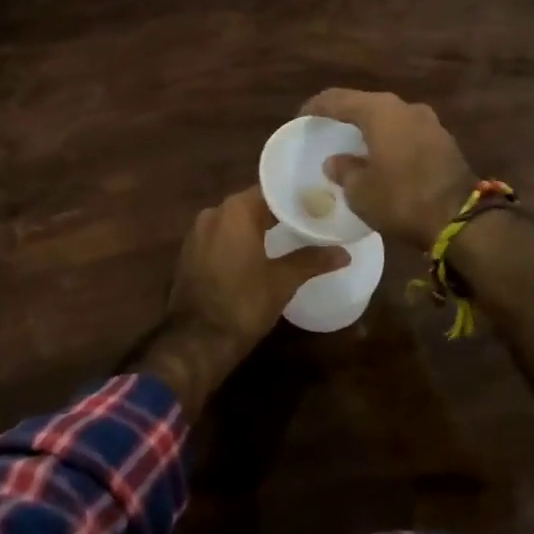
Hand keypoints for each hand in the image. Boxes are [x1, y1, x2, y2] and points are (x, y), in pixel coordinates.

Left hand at [167, 187, 349, 354]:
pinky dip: (238, 241)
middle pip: (252, 204)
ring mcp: (197, 233)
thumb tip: (344, 253)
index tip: (316, 206)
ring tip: (286, 238)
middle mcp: (213, 212)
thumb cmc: (243, 304)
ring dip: (257, 228)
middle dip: (277, 213)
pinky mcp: (189, 253)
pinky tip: (257, 255)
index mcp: (236, 210)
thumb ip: (312, 260)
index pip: (271, 192)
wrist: (195, 342)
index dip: (294, 199)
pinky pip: (220, 237)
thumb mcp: (283, 281)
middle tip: (307, 222)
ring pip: (234, 222)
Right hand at [300, 90, 476, 248]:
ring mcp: (429, 122)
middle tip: (326, 129)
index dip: (316, 107)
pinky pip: (407, 133)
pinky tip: (382, 157)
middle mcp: (405, 107)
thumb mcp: (360, 191)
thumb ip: (343, 170)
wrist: (461, 219)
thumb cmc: (402, 199)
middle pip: (366, 104)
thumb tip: (336, 161)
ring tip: (354, 145)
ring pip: (390, 118)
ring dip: (371, 129)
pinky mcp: (443, 141)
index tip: (301, 118)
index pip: (338, 99)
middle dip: (345, 116)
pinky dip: (390, 140)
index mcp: (380, 111)